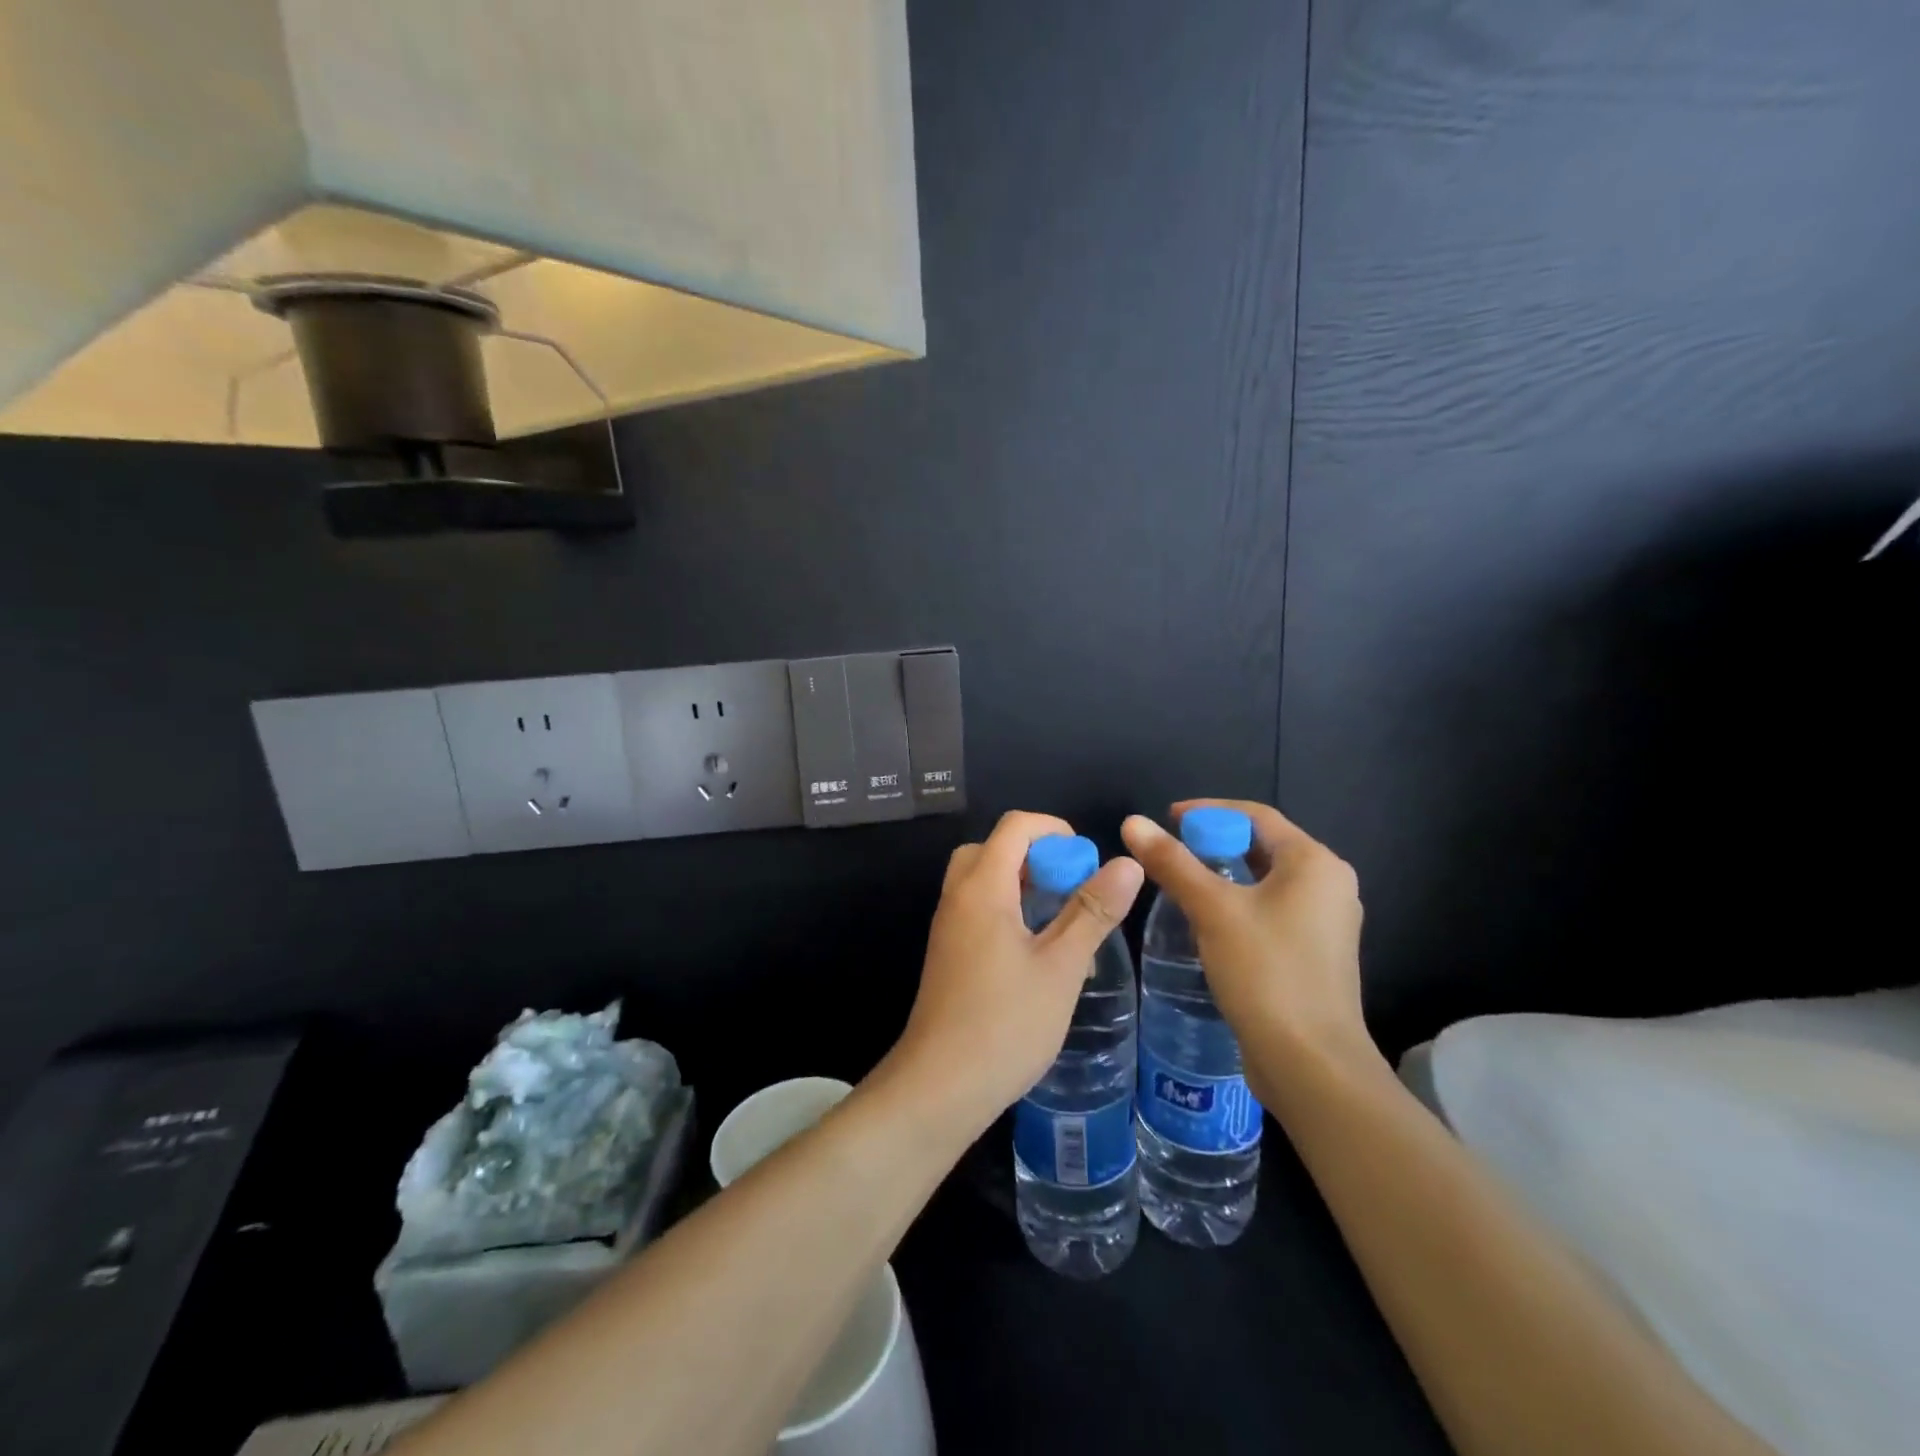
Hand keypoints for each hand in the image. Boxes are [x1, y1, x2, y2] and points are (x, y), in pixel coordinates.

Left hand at [888, 811, 1144, 1134]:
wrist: (939, 1087)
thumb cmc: (1006, 1023)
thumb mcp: (1061, 967)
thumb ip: (1092, 911)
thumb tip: (1126, 863)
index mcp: (982, 887)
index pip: (1015, 826)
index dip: (1055, 831)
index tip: (1086, 863)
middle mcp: (958, 897)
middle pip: (993, 849)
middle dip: (1037, 857)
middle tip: (1070, 889)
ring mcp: (948, 927)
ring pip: (983, 880)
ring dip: (1023, 886)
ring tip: (1062, 923)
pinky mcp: (948, 954)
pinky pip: (977, 910)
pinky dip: (1008, 911)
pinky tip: (1038, 956)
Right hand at [1121, 800, 1374, 1097]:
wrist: (1311, 1064)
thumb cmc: (1266, 972)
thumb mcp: (1213, 910)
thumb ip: (1173, 863)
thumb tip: (1132, 822)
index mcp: (1315, 863)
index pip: (1256, 816)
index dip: (1208, 811)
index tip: (1166, 819)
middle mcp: (1329, 885)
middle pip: (1263, 846)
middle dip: (1214, 843)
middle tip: (1168, 851)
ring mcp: (1326, 923)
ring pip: (1266, 881)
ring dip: (1223, 874)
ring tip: (1180, 881)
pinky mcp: (1315, 954)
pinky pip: (1271, 910)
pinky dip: (1238, 903)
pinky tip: (1206, 920)